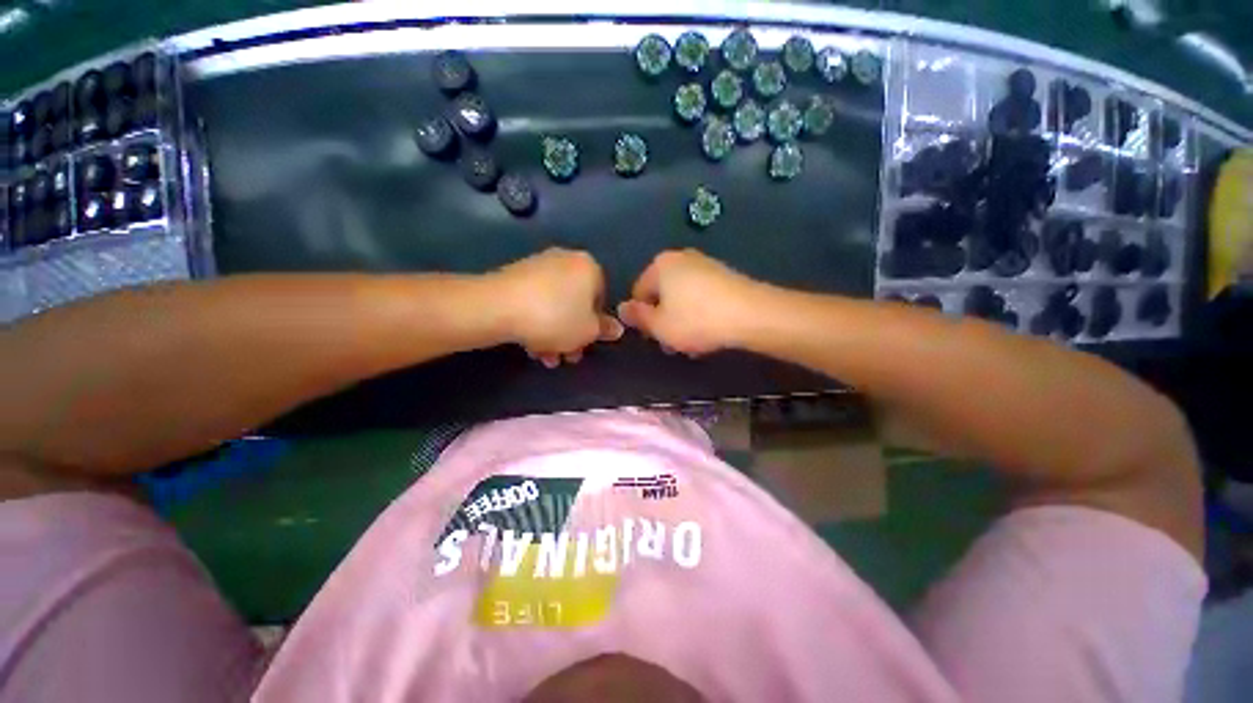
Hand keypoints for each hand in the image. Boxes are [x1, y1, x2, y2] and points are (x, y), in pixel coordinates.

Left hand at [487, 248, 622, 367]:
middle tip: (566, 356)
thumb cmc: (555, 318)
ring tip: (545, 357)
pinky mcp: (514, 275)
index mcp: (588, 267)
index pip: (601, 299)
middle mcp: (565, 260)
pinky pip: (534, 301)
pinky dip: (536, 322)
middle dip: (571, 334)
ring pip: (554, 306)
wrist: (498, 307)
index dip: (595, 325)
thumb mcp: (588, 331)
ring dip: (553, 334)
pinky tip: (529, 345)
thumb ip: (604, 330)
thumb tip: (616, 328)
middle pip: (575, 304)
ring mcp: (538, 265)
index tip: (585, 343)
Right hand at [618, 249, 763, 355]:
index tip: (654, 337)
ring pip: (682, 298)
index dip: (642, 318)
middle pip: (662, 294)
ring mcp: (705, 265)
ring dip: (681, 320)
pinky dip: (700, 314)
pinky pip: (702, 297)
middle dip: (664, 320)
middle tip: (673, 343)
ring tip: (692, 343)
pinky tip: (709, 332)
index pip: (638, 293)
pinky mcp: (725, 276)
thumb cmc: (696, 320)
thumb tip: (621, 308)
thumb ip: (637, 317)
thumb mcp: (659, 325)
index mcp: (660, 265)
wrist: (751, 314)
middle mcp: (682, 258)